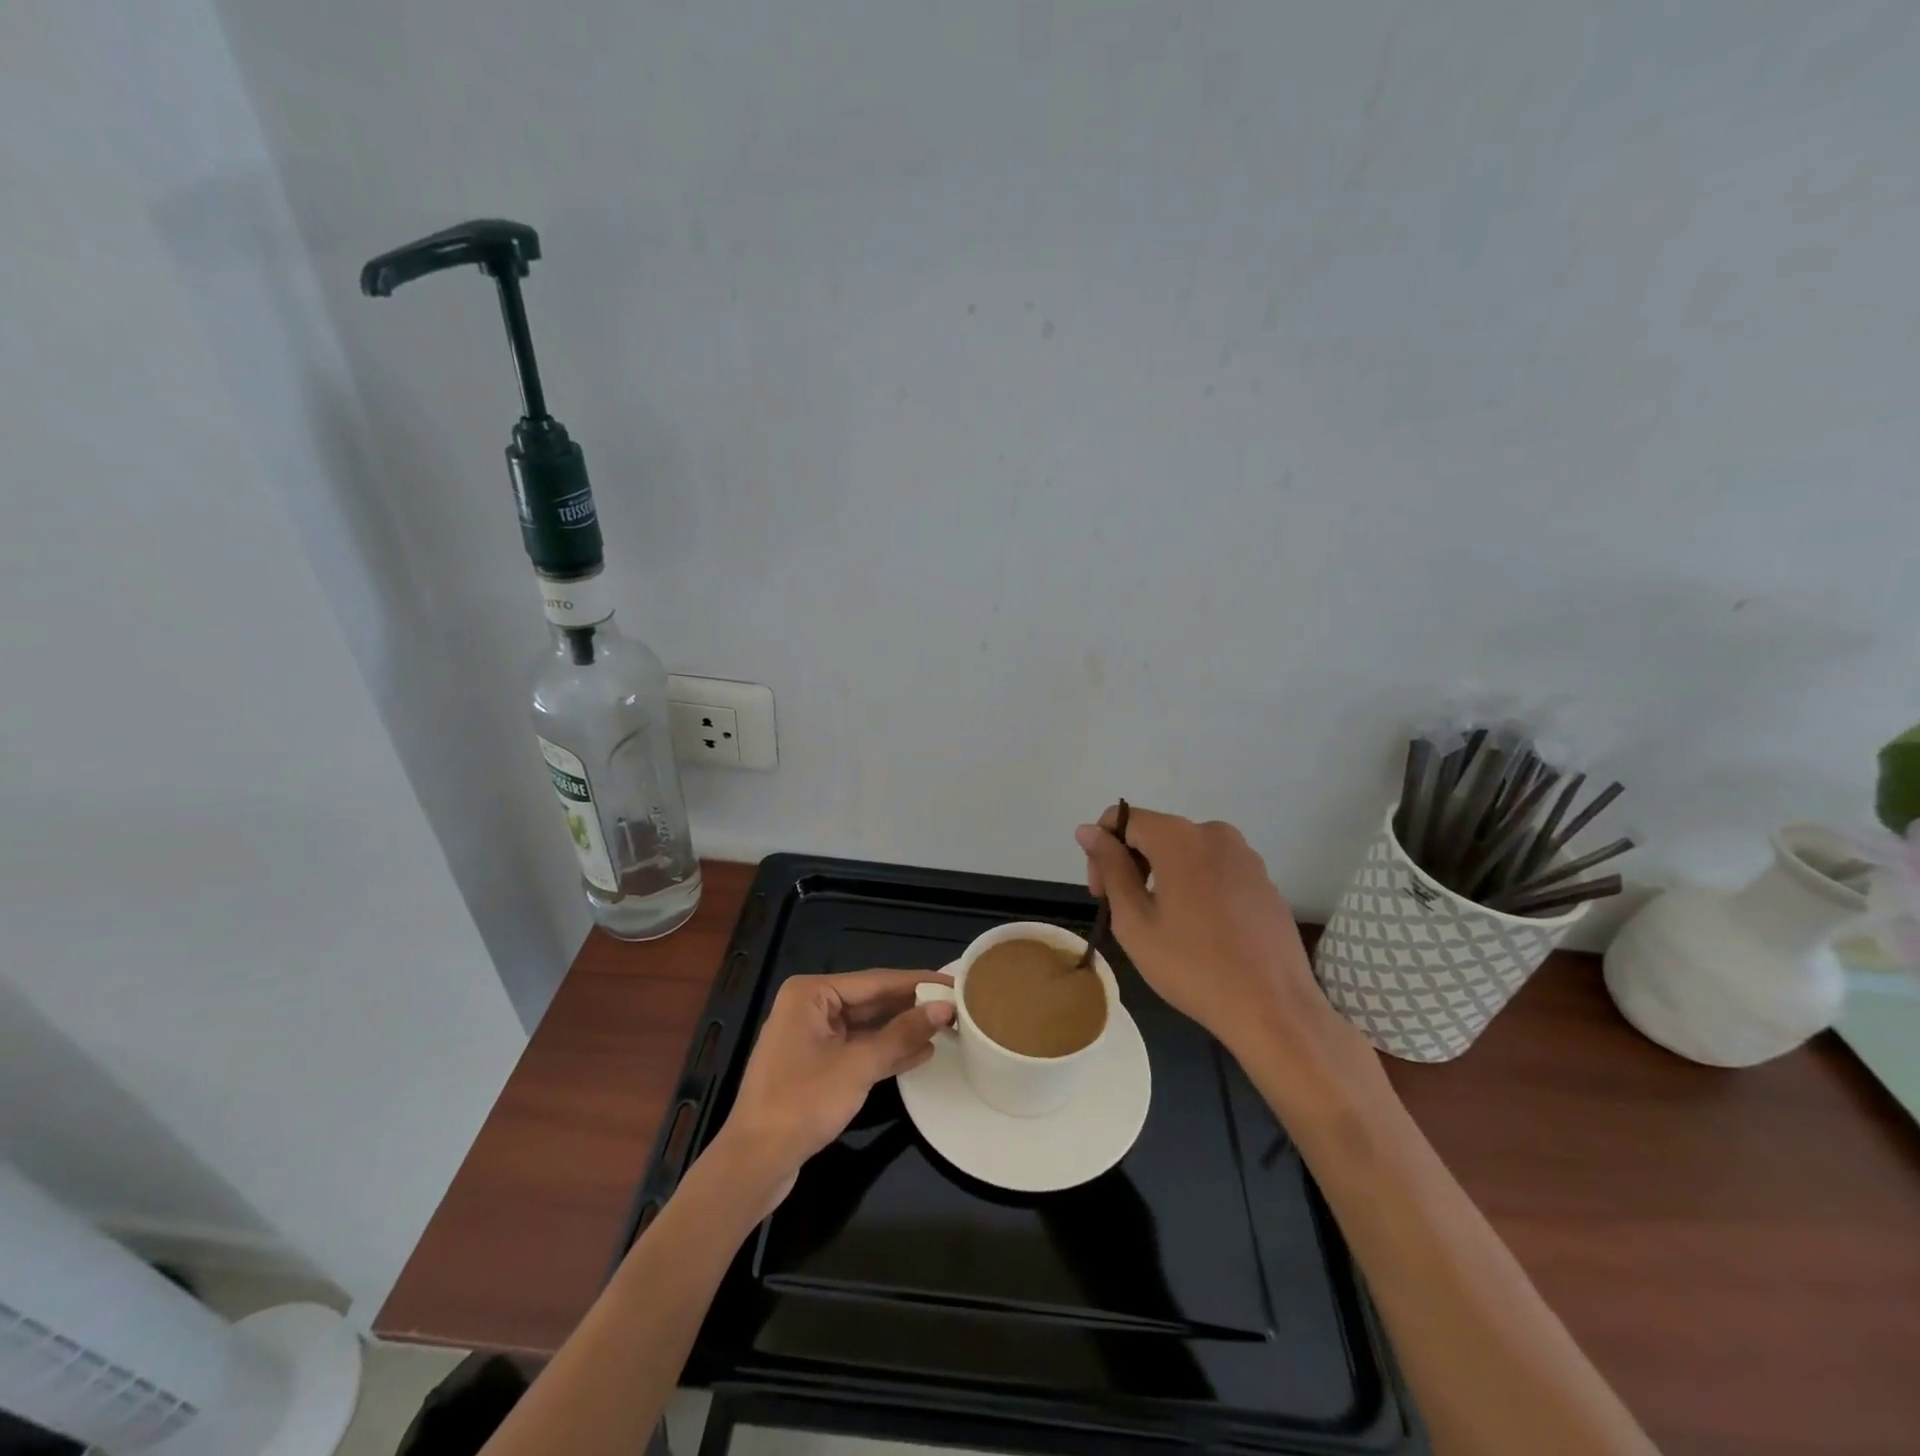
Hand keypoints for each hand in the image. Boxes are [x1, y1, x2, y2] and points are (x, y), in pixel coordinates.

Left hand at [711, 970, 954, 1206]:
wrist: (754, 1163)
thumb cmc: (802, 1103)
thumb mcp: (857, 1066)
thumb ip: (902, 1035)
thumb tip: (944, 1008)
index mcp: (811, 994)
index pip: (876, 980)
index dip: (917, 982)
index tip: (954, 981)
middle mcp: (809, 1007)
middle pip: (871, 1001)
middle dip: (912, 1006)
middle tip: (956, 1005)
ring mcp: (812, 1038)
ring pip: (867, 1027)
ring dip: (903, 1030)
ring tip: (947, 1027)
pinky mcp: (816, 1067)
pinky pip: (859, 1049)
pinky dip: (886, 1051)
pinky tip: (921, 1052)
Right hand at [1075, 807, 1375, 1096]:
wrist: (1273, 1009)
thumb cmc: (1192, 966)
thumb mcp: (1134, 921)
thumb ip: (1111, 867)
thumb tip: (1088, 831)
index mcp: (1179, 837)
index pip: (1123, 819)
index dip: (1101, 850)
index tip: (1101, 894)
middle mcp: (1215, 833)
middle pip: (1155, 833)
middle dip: (1131, 864)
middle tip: (1124, 913)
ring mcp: (1245, 856)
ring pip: (1186, 852)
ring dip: (1163, 877)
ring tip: (1163, 926)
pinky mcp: (1264, 881)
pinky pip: (1215, 870)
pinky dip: (1196, 888)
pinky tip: (1200, 931)